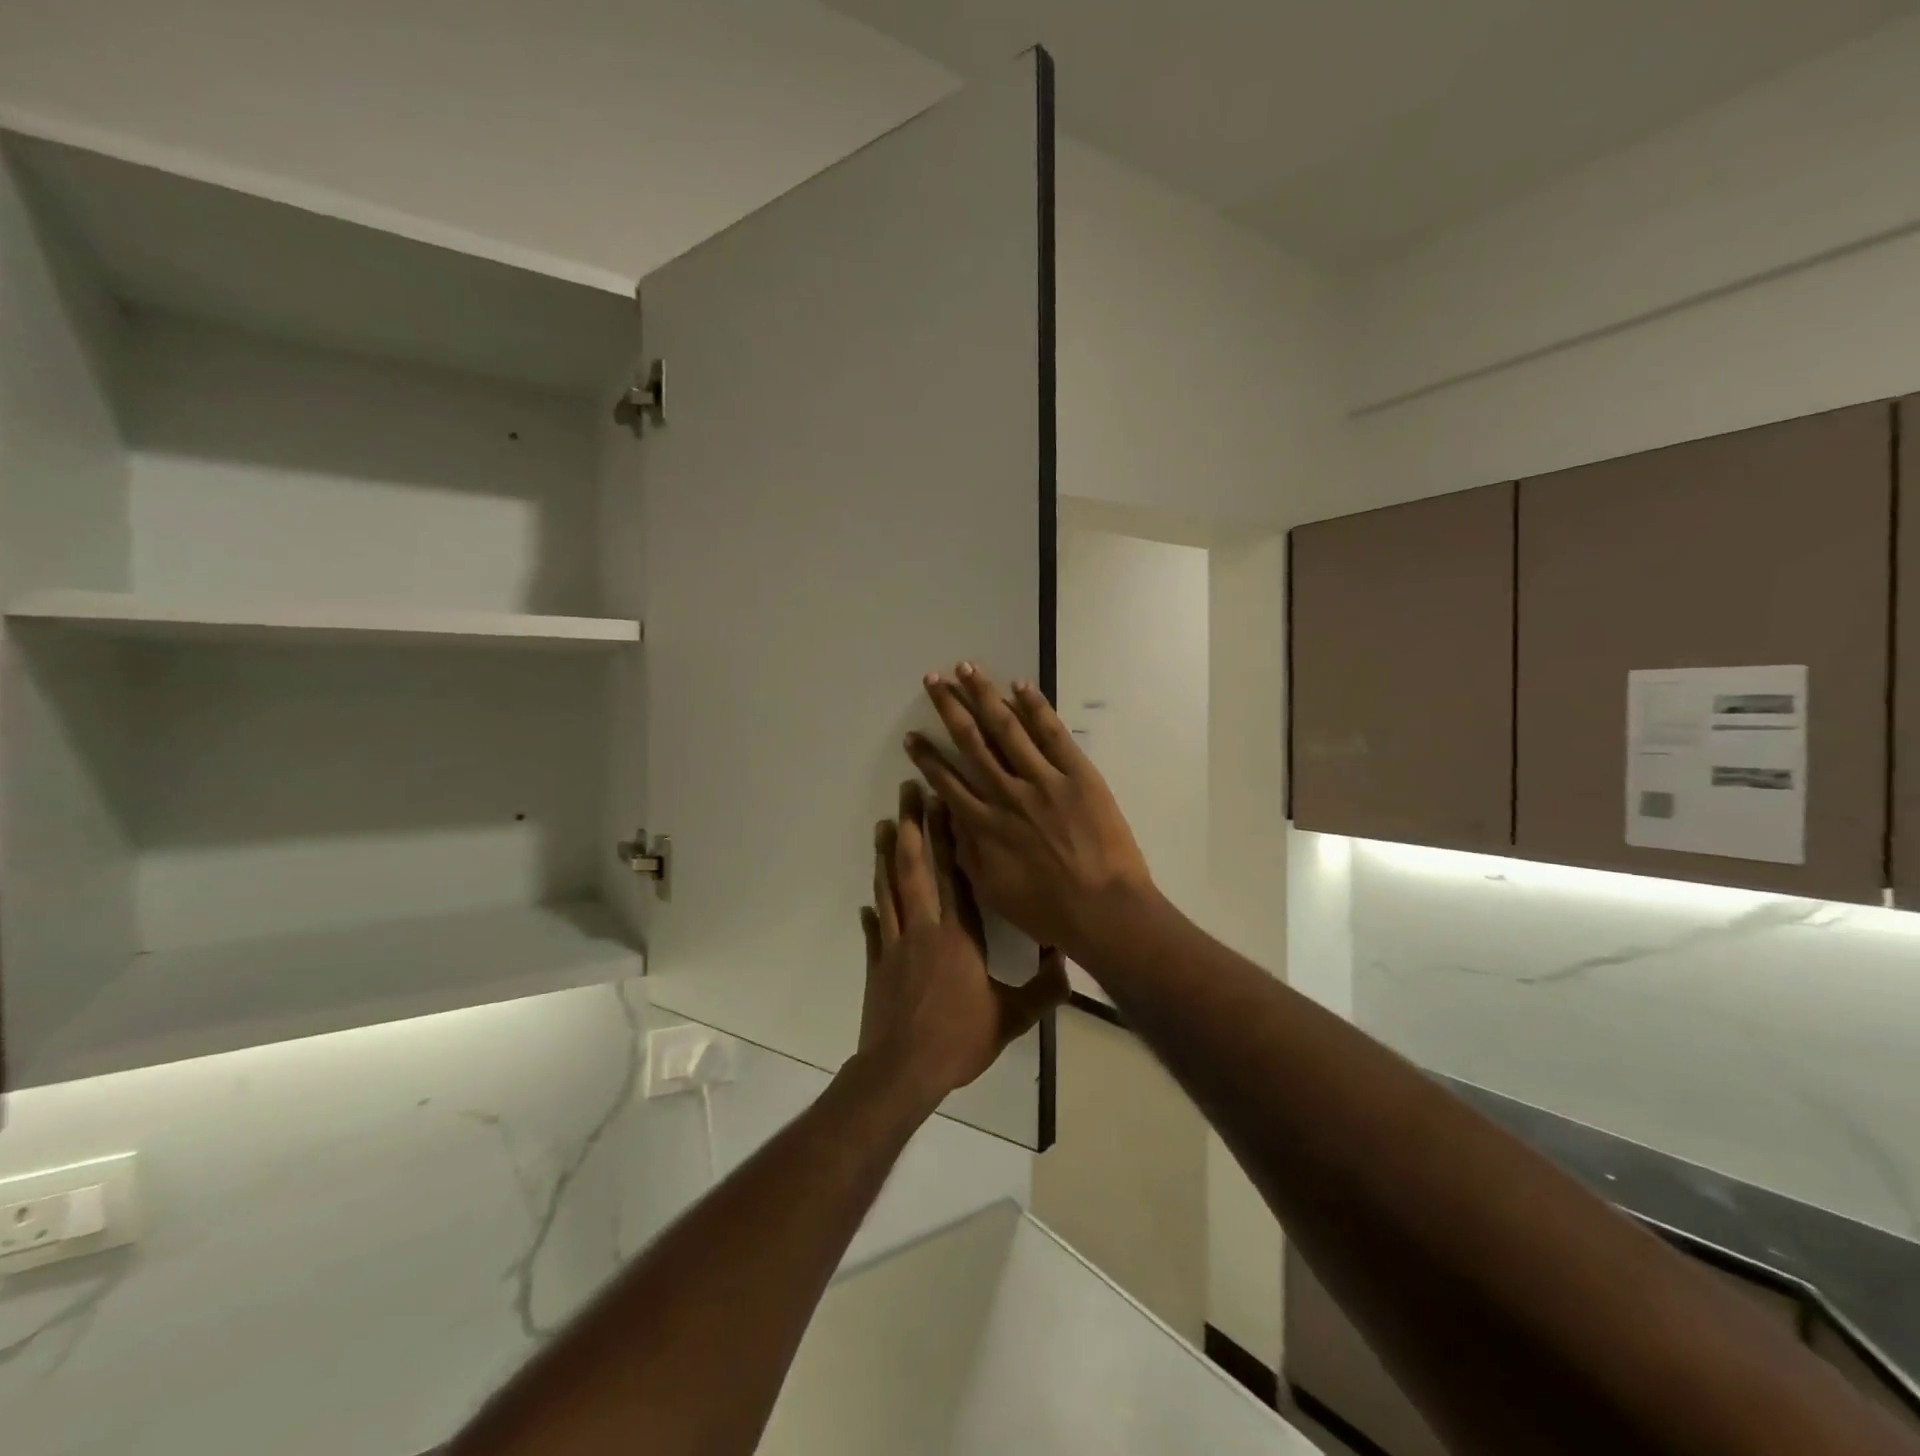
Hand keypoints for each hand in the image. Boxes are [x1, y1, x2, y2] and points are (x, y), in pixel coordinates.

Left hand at [857, 781, 1066, 1109]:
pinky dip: (872, 912)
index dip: (948, 837)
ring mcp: (896, 945)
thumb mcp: (1010, 1019)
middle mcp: (925, 929)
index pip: (955, 875)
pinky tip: (866, 900)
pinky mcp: (878, 966)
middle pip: (914, 868)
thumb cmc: (958, 1040)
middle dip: (910, 826)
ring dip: (885, 855)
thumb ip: (1042, 992)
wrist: (903, 1071)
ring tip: (881, 824)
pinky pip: (874, 931)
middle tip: (906, 791)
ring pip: (890, 889)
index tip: (943, 802)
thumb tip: (1069, 967)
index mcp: (958, 936)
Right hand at [904, 662, 1156, 963]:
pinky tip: (1019, 686)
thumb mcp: (991, 890)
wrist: (1103, 910)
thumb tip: (949, 817)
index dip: (927, 757)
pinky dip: (1035, 707)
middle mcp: (1006, 793)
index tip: (913, 736)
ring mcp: (1043, 780)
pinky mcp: (1078, 774)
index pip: (947, 780)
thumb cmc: (1046, 910)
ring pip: (1007, 728)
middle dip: (949, 708)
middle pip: (971, 741)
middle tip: (933, 681)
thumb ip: (966, 851)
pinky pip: (1052, 734)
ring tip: (965, 669)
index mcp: (984, 824)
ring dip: (983, 695)